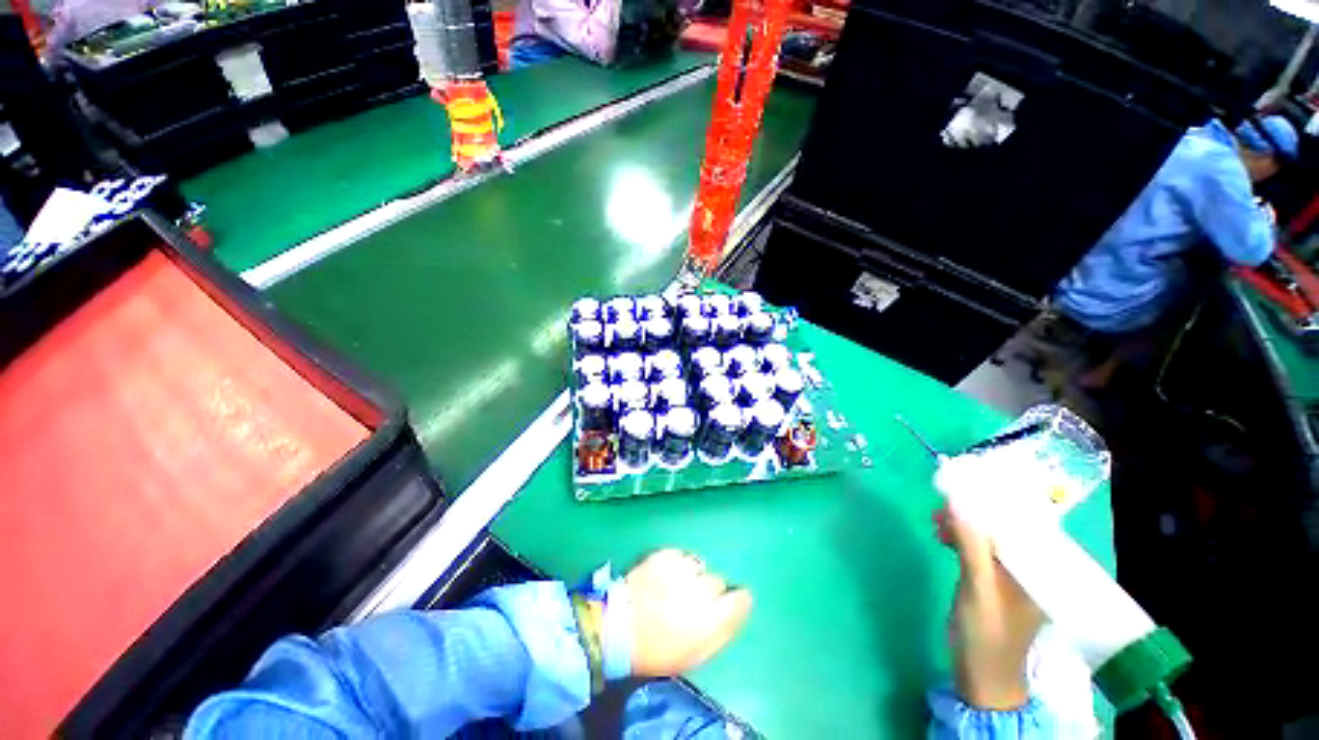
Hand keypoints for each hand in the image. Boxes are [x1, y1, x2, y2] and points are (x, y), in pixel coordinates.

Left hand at [624, 549, 752, 676]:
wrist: (618, 629)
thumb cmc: (658, 650)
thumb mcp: (697, 654)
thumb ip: (724, 629)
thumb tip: (743, 605)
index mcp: (708, 620)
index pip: (739, 600)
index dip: (736, 601)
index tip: (729, 604)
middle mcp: (697, 590)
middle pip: (717, 582)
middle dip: (709, 591)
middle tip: (691, 603)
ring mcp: (678, 570)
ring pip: (699, 566)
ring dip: (692, 576)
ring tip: (676, 587)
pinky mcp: (662, 555)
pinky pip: (680, 555)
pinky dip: (677, 564)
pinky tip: (667, 576)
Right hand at [934, 505, 1044, 709]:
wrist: (982, 674)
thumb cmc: (987, 634)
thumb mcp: (978, 589)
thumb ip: (971, 547)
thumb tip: (957, 503)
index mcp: (1041, 571)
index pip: (1027, 525)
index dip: (999, 504)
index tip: (969, 488)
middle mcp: (1031, 568)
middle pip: (1006, 529)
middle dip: (975, 513)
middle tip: (944, 504)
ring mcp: (1011, 575)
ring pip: (989, 537)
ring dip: (963, 525)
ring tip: (936, 518)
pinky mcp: (993, 580)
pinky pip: (979, 549)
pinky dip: (961, 539)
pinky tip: (942, 534)